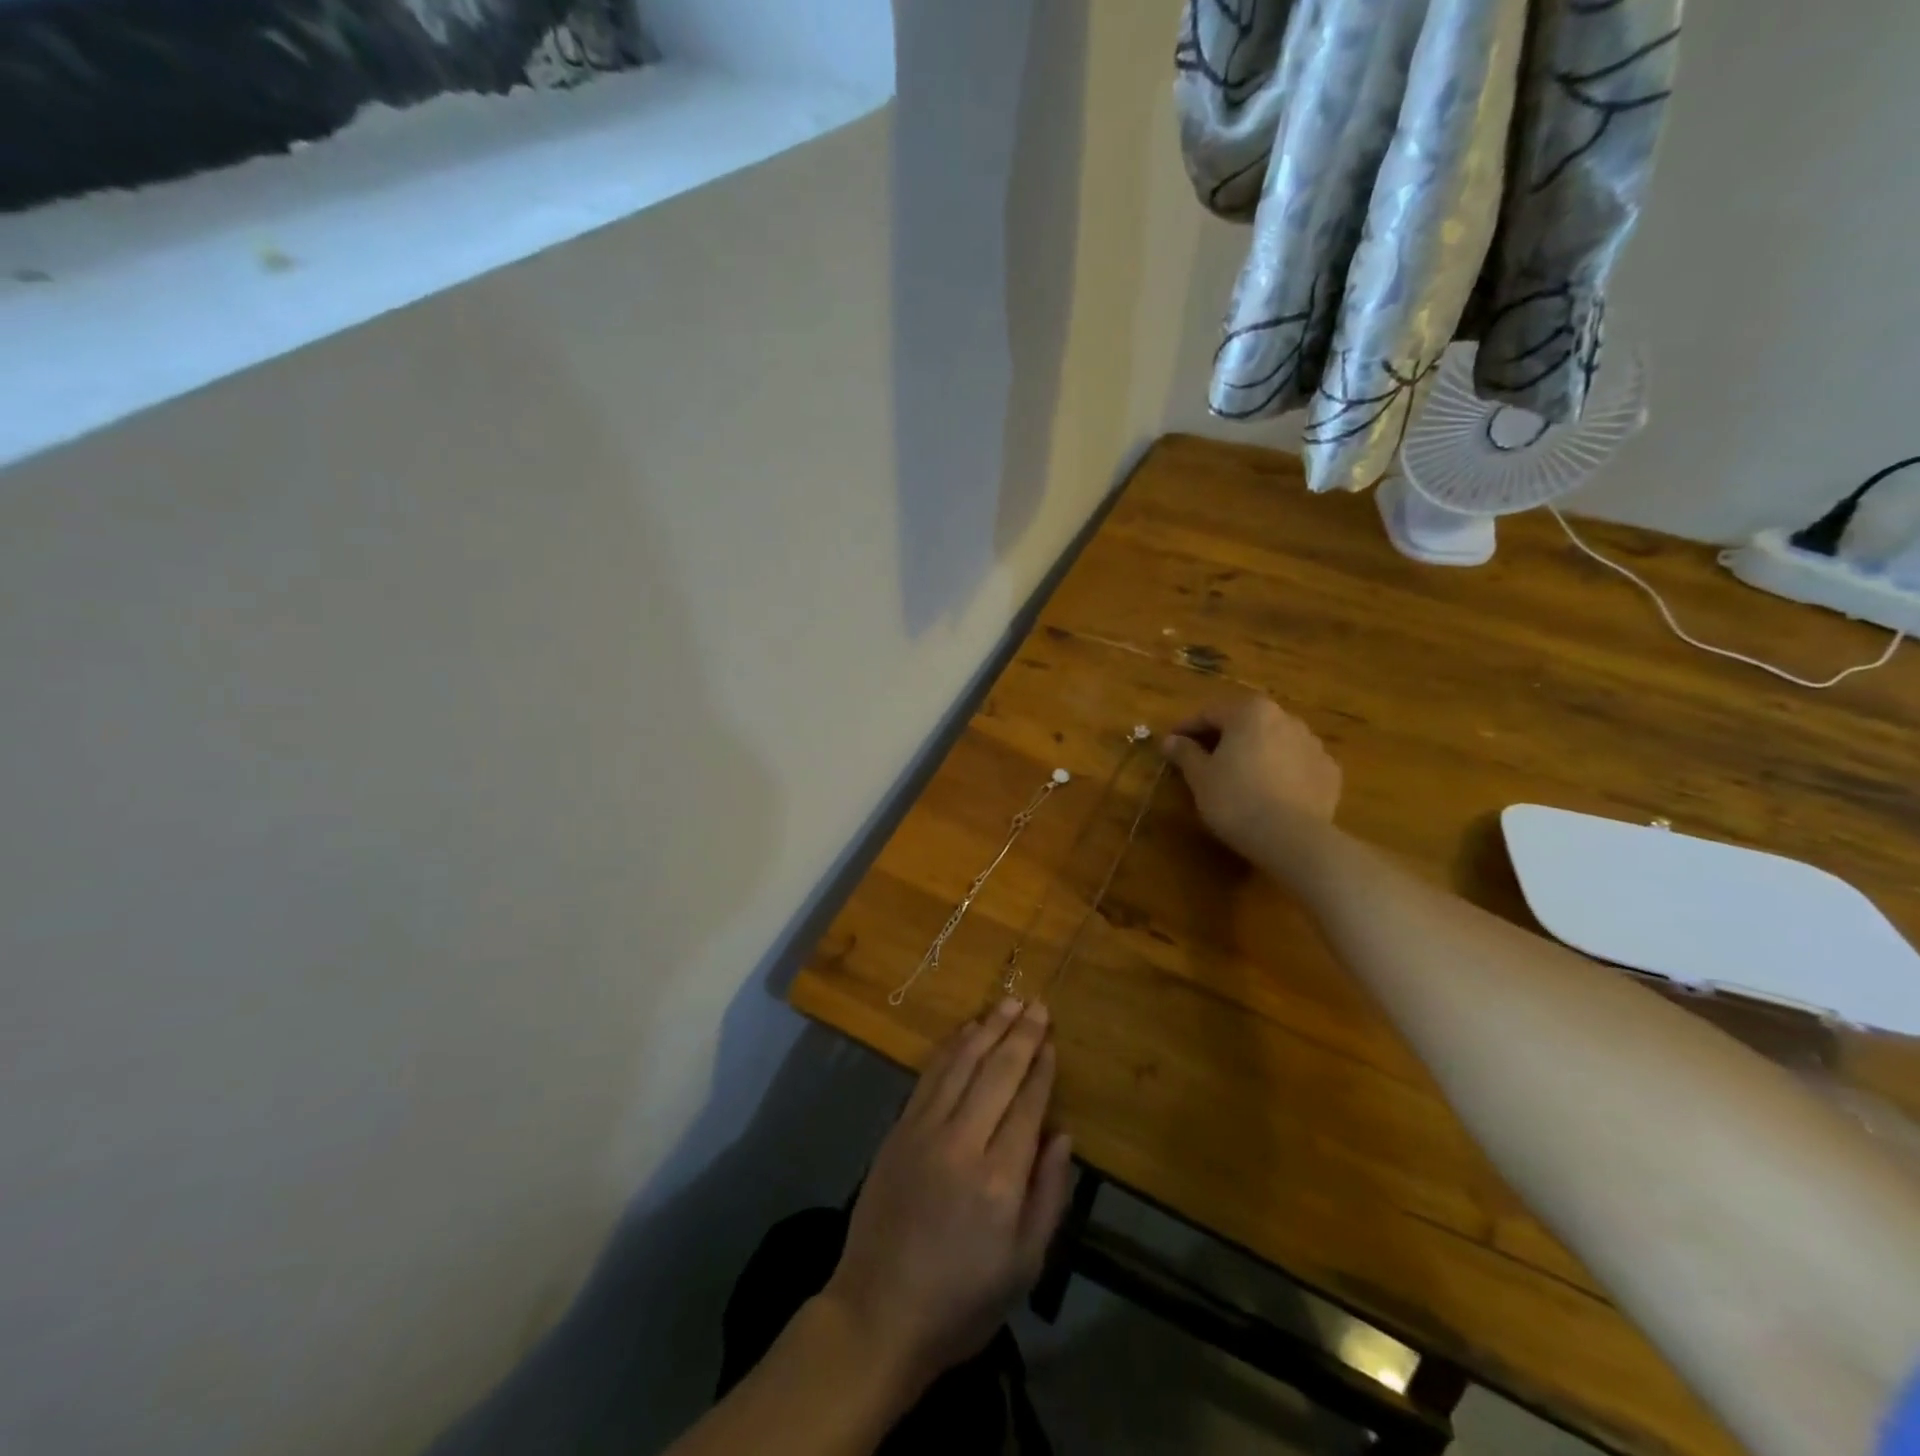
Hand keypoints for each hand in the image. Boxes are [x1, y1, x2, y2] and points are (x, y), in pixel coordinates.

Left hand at [822, 998, 1073, 1389]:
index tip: (1051, 1039)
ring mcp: (924, 1131)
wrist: (878, 1312)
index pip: (1027, 1105)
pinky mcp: (898, 1129)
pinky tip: (966, 1031)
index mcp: (999, 1180)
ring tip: (1007, 1003)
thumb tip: (1062, 1135)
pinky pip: (929, 1075)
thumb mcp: (1024, 1266)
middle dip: (1019, 1035)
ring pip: (961, 1064)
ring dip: (987, 1029)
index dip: (1041, 1069)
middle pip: (996, 1073)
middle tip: (1036, 1003)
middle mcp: (961, 1143)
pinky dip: (951, 1048)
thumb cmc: (962, 1300)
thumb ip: (1048, 1196)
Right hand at [1161, 695, 1341, 859]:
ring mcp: (1313, 744)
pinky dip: (1282, 771)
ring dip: (1255, 752)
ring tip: (1239, 777)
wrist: (1292, 838)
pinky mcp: (1330, 772)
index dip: (1187, 728)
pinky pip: (1297, 764)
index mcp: (1250, 712)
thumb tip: (1171, 740)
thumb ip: (1185, 753)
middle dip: (1224, 738)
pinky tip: (1271, 792)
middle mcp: (1285, 718)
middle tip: (1203, 759)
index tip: (1172, 744)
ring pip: (1274, 741)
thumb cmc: (1235, 799)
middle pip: (1245, 723)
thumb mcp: (1200, 777)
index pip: (1210, 713)